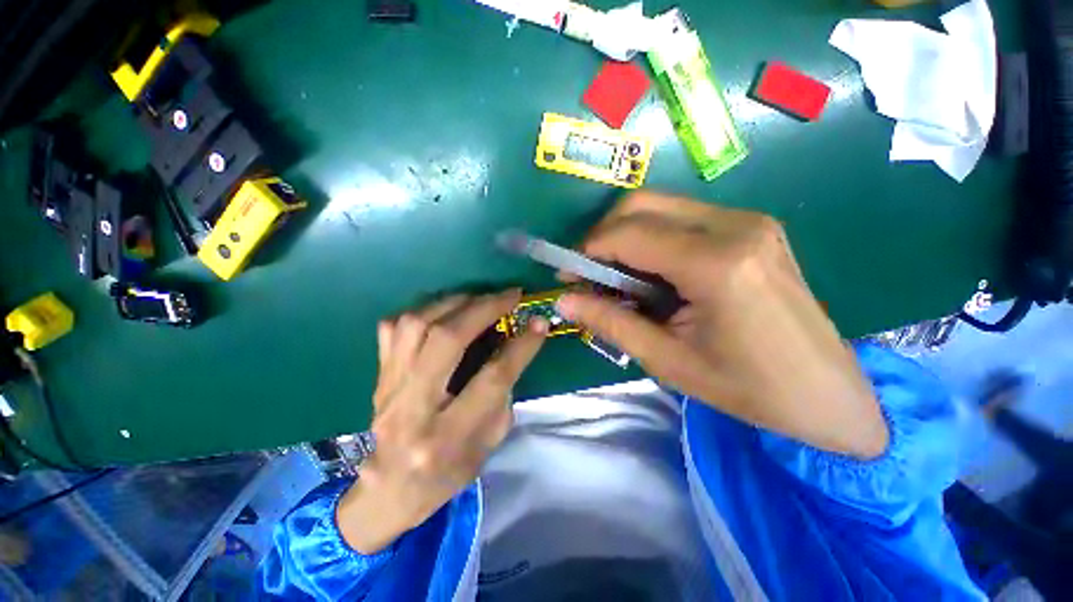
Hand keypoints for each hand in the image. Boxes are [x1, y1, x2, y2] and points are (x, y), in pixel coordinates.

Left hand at [337, 291, 546, 553]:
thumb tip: (515, 344)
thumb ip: (503, 392)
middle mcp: (414, 407)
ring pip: (417, 325)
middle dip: (484, 309)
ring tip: (479, 298)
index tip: (539, 322)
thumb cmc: (450, 470)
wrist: (390, 487)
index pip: (491, 379)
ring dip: (454, 302)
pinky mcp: (379, 374)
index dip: (520, 346)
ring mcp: (389, 387)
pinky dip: (423, 310)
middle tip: (509, 295)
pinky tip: (445, 310)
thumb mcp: (490, 441)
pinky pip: (393, 327)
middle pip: (448, 340)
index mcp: (449, 436)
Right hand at [557, 191, 887, 458]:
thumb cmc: (747, 387)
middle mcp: (735, 226)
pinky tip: (653, 274)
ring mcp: (749, 221)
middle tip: (591, 273)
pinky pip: (683, 218)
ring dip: (627, 237)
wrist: (827, 393)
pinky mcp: (753, 227)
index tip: (569, 276)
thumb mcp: (667, 360)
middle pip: (642, 204)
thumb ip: (609, 322)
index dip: (588, 251)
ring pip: (661, 206)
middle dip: (604, 236)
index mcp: (716, 263)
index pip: (629, 234)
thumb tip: (564, 301)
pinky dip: (653, 239)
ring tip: (619, 278)